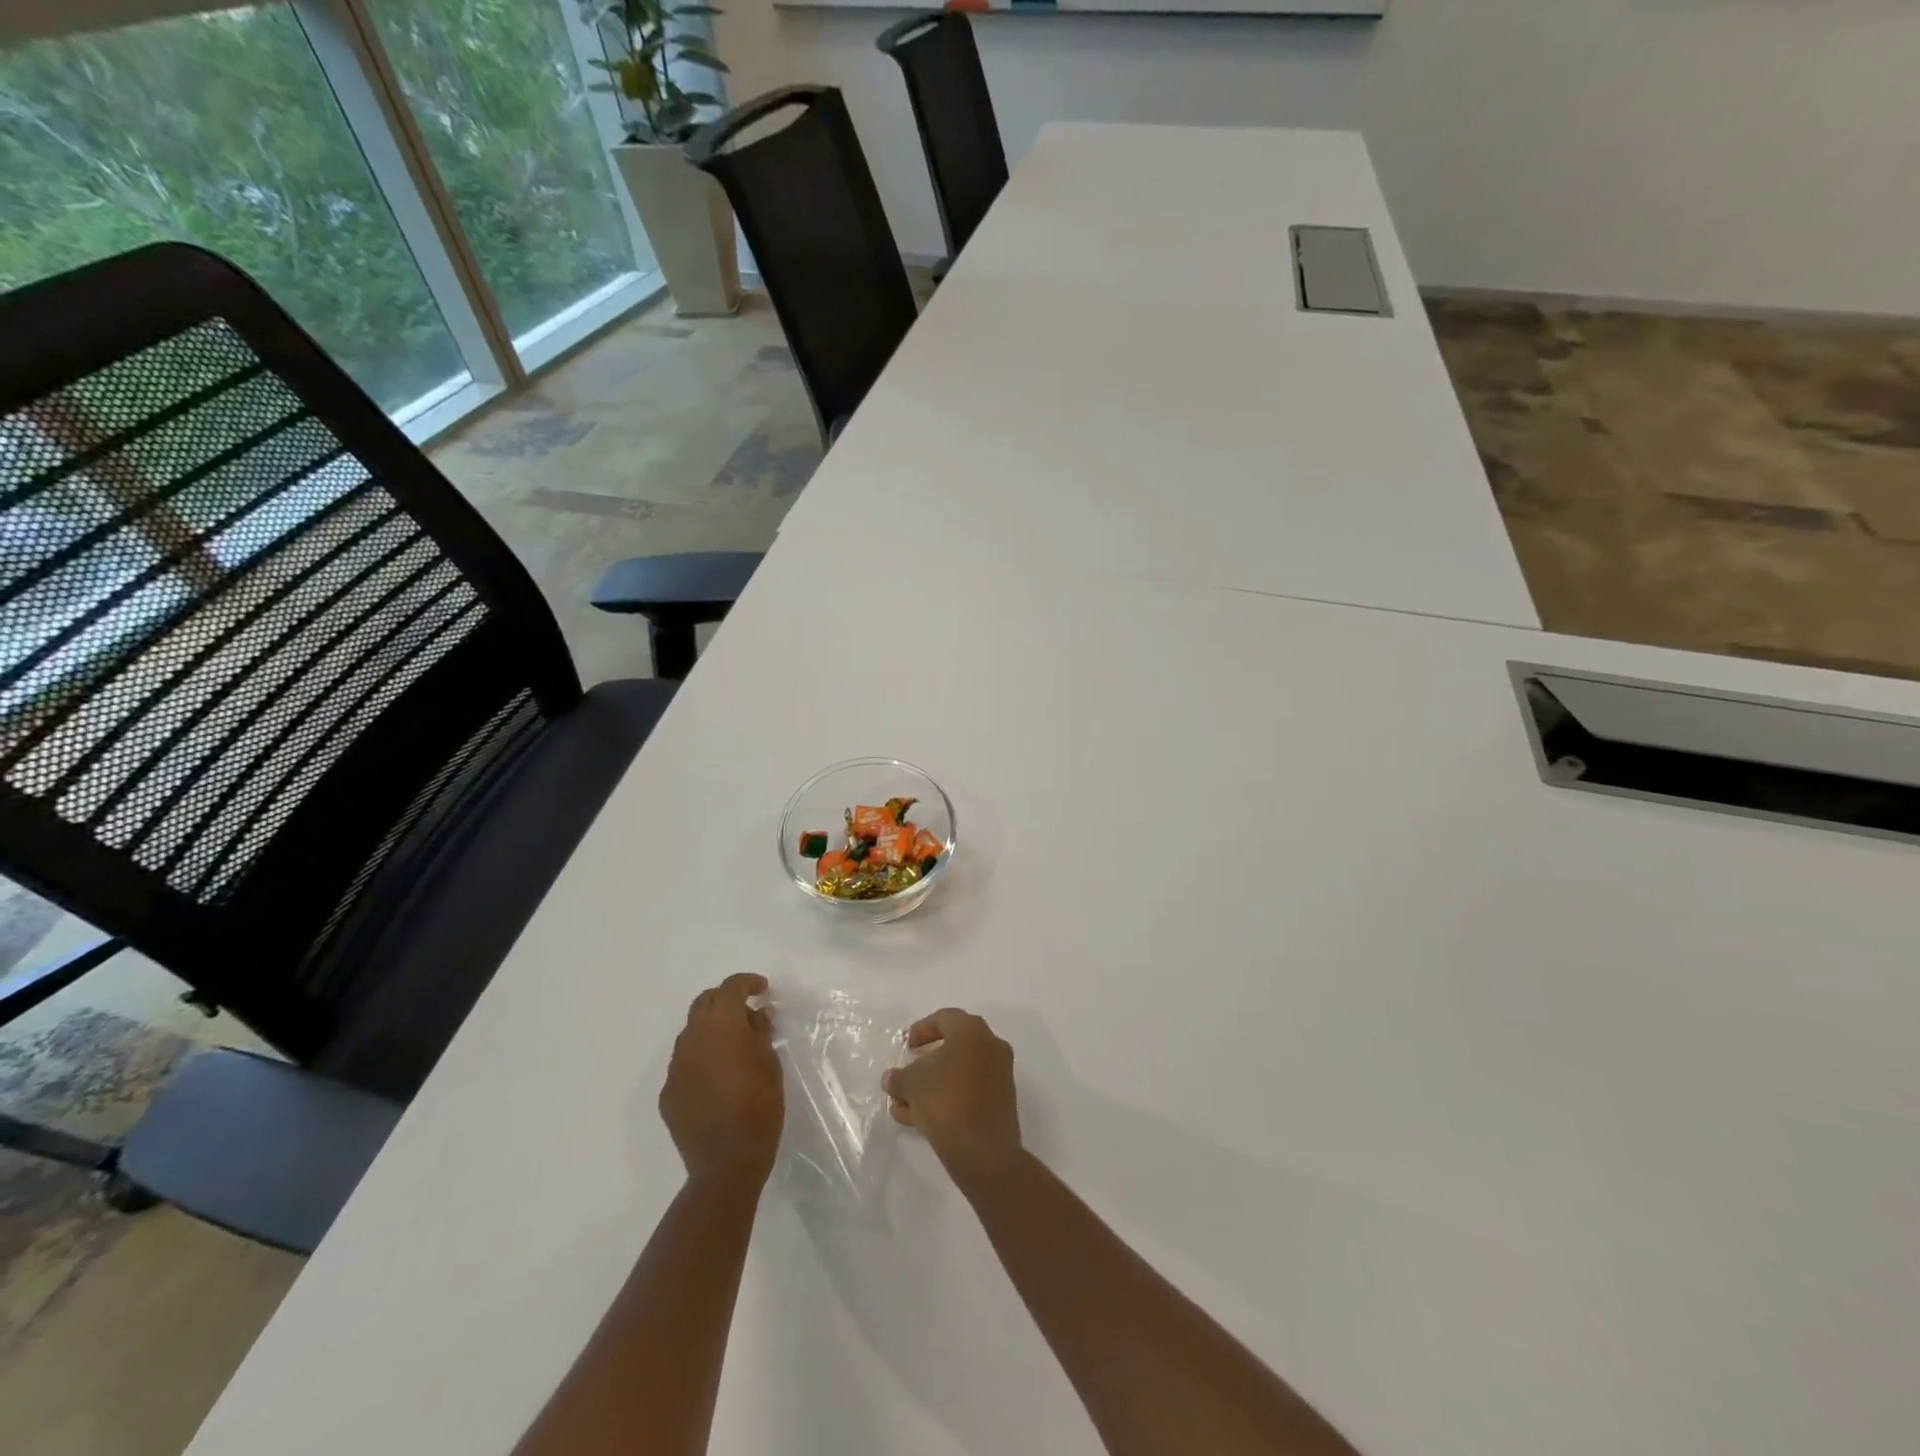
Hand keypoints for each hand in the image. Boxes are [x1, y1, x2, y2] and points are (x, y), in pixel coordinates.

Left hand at [660, 973, 782, 1183]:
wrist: (727, 1160)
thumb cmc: (759, 1104)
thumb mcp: (770, 1061)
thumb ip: (760, 1032)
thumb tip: (756, 1016)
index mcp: (721, 1024)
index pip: (731, 987)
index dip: (748, 983)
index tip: (764, 990)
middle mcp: (692, 1037)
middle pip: (705, 1002)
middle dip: (726, 1000)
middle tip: (748, 1012)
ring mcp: (676, 1065)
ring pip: (692, 1032)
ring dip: (712, 1030)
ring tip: (734, 1047)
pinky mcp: (669, 1091)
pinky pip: (686, 1063)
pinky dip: (702, 1059)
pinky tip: (718, 1078)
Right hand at [882, 1008, 1022, 1188]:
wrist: (984, 1152)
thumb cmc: (946, 1102)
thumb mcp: (911, 1085)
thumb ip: (899, 1077)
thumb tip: (892, 1078)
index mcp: (972, 1031)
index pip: (944, 1018)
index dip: (921, 1030)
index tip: (906, 1046)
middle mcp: (991, 1046)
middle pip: (953, 1048)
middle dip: (925, 1064)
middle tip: (905, 1076)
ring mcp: (999, 1075)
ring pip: (958, 1073)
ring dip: (931, 1086)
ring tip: (903, 1106)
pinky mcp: (1001, 1103)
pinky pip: (969, 1092)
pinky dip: (947, 1099)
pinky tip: (919, 1119)